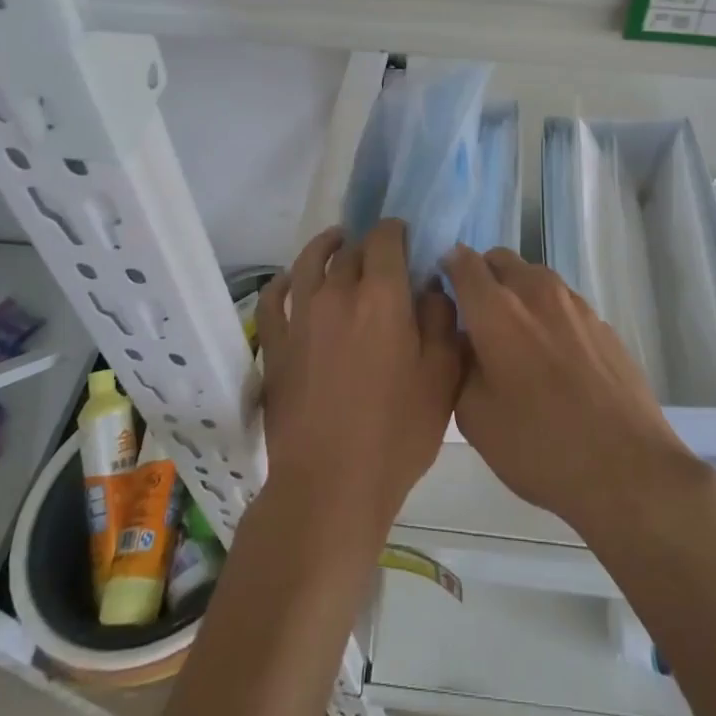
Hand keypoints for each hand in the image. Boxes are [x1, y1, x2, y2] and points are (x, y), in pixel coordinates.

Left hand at [255, 220, 462, 534]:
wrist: (330, 485)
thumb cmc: (397, 433)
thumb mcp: (441, 377)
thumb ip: (441, 321)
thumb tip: (431, 287)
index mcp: (382, 296)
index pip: (386, 239)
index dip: (397, 231)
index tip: (407, 238)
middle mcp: (336, 293)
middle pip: (351, 249)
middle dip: (368, 244)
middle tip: (382, 256)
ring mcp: (299, 317)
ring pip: (308, 263)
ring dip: (325, 246)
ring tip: (336, 243)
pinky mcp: (274, 344)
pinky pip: (274, 298)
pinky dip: (284, 281)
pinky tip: (292, 280)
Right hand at [445, 245, 707, 543]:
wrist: (625, 466)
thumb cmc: (538, 445)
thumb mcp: (474, 415)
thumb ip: (458, 363)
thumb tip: (462, 336)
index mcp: (496, 309)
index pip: (463, 260)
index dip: (447, 267)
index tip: (441, 290)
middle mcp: (535, 291)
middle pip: (500, 259)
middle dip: (482, 276)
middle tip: (476, 317)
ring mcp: (574, 303)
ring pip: (533, 277)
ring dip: (516, 292)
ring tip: (515, 339)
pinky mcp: (602, 322)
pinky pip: (562, 302)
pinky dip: (547, 313)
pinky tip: (553, 358)